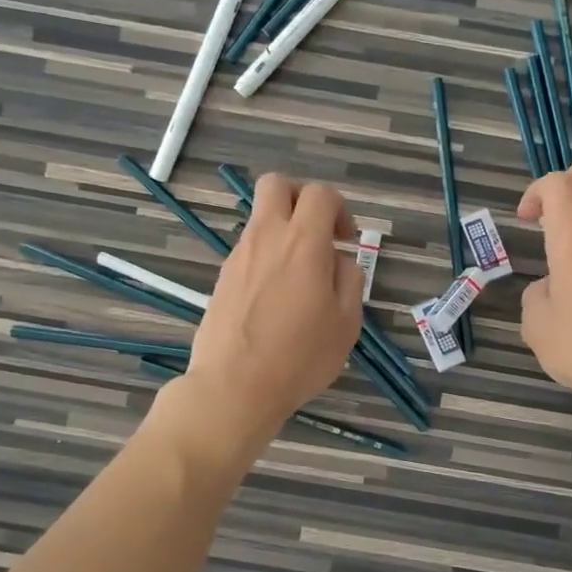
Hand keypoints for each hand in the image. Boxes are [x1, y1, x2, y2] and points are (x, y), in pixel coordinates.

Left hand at [182, 173, 363, 441]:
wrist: (234, 387)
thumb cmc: (300, 357)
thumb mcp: (346, 322)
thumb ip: (348, 279)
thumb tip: (337, 260)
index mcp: (303, 243)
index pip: (320, 194)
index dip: (339, 208)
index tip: (345, 240)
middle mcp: (267, 237)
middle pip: (276, 184)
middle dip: (300, 197)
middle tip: (316, 232)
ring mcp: (239, 256)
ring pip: (260, 218)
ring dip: (282, 231)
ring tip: (297, 277)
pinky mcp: (222, 277)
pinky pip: (248, 249)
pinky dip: (265, 257)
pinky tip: (274, 298)